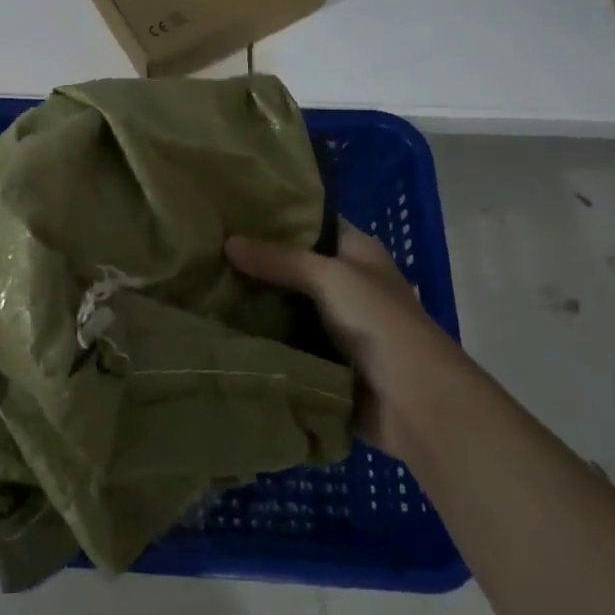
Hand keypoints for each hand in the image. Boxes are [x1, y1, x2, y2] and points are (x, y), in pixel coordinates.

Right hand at [227, 219, 463, 455]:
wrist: (416, 405)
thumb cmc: (380, 324)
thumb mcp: (330, 277)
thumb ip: (279, 259)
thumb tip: (227, 242)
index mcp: (358, 252)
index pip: (312, 222)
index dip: (276, 215)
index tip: (231, 208)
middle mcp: (345, 283)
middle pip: (291, 265)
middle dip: (254, 260)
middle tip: (204, 247)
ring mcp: (332, 325)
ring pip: (282, 304)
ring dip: (251, 301)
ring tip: (198, 283)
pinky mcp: (319, 360)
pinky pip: (280, 341)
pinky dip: (257, 337)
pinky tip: (216, 325)